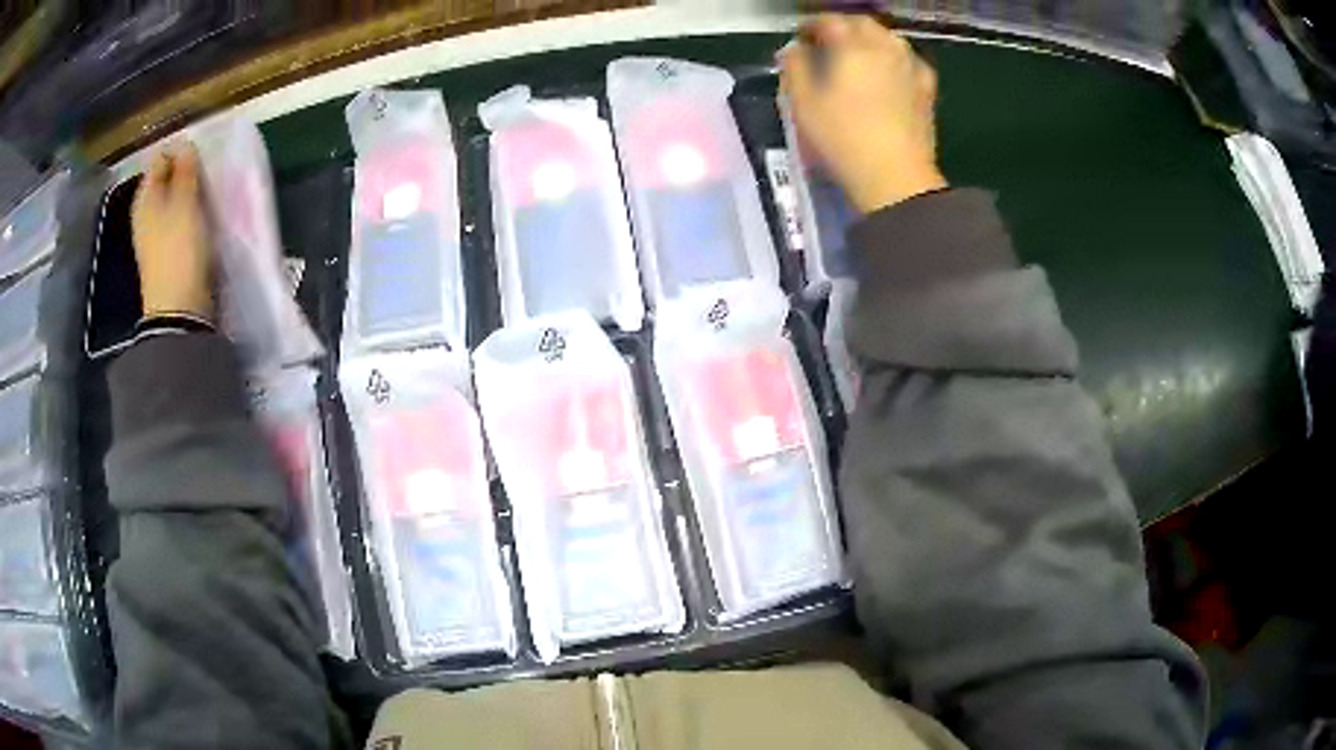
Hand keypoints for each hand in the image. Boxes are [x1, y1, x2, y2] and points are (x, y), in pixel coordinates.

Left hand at [131, 145, 214, 320]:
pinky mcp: (164, 254)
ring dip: (187, 194)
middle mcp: (145, 213)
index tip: (200, 154)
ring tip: (206, 193)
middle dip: (183, 172)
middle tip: (205, 173)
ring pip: (171, 201)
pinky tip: (200, 218)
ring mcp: (153, 236)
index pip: (160, 159)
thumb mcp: (185, 203)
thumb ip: (185, 172)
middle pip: (165, 181)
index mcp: (145, 197)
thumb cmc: (179, 250)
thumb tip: (184, 144)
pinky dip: (187, 215)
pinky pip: (175, 221)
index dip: (179, 151)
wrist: (178, 310)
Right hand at [781, 15, 947, 213]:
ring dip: (870, 40)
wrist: (895, 178)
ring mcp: (911, 67)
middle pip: (863, 24)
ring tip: (856, 57)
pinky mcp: (927, 90)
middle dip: (842, 28)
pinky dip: (895, 59)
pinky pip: (910, 61)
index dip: (811, 25)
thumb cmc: (842, 138)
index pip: (829, 21)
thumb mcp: (802, 103)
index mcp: (853, 46)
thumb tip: (793, 49)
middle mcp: (885, 48)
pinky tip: (890, 72)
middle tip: (827, 44)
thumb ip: (794, 67)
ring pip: (889, 39)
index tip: (800, 38)